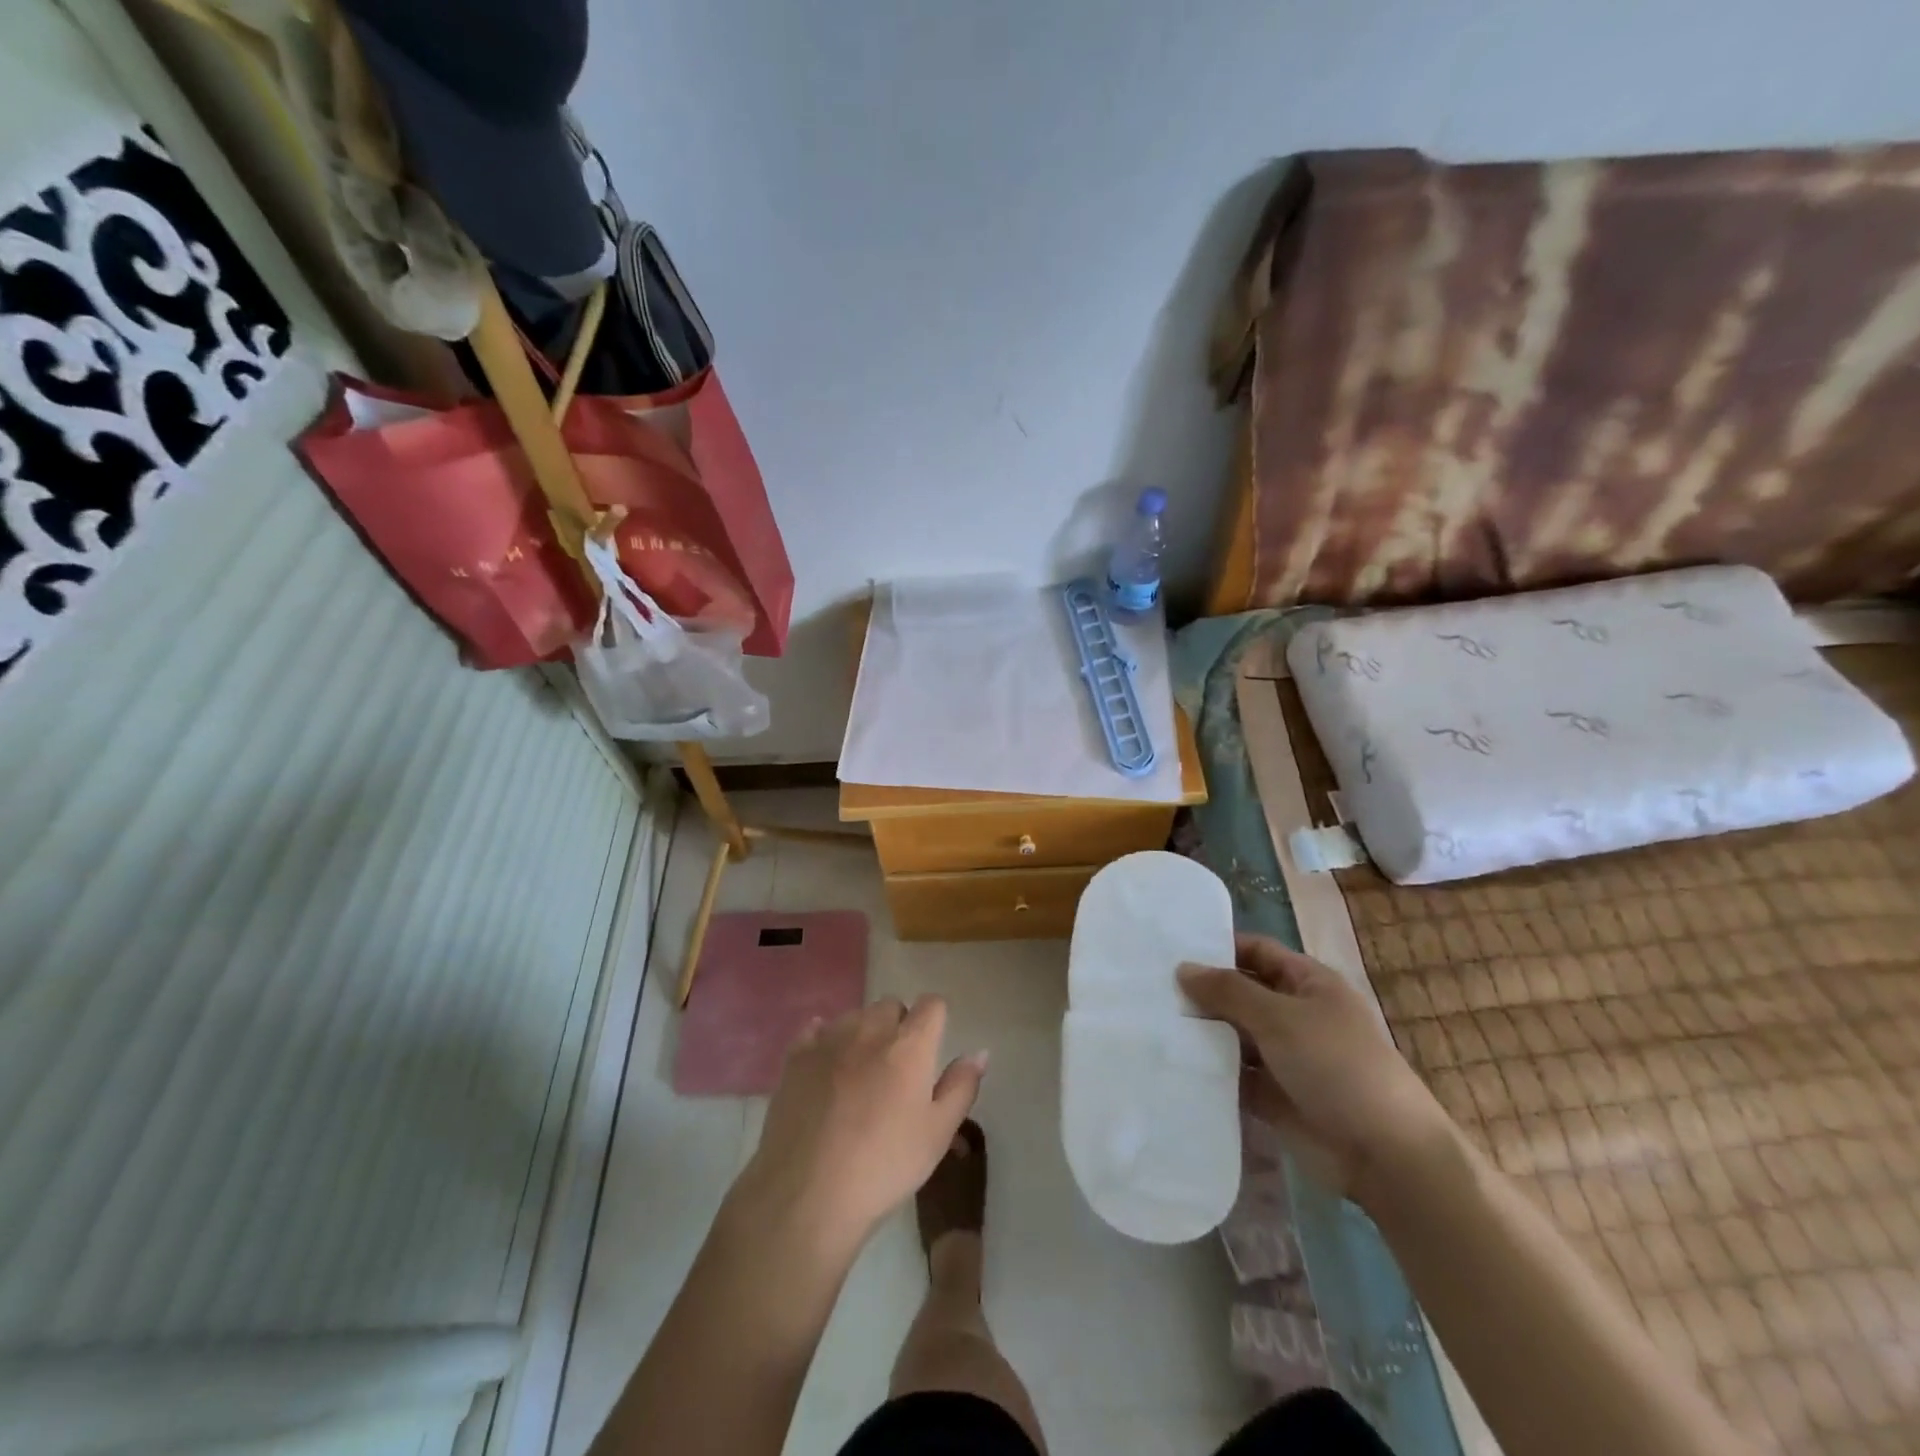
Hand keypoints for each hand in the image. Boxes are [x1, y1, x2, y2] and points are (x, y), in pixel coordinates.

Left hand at [730, 996, 986, 1256]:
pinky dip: (825, 1040)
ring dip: (863, 1033)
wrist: (807, 1194)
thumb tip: (979, 1052)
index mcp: (909, 1045)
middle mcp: (870, 1029)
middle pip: (891, 1006)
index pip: (932, 1005)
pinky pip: (816, 1030)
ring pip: (854, 1016)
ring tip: (860, 1074)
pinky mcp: (796, 1056)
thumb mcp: (937, 1134)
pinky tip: (826, 1066)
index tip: (932, 1049)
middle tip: (897, 1070)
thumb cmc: (884, 1166)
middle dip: (898, 1027)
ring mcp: (829, 1039)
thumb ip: (961, 1087)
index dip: (935, 1021)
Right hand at [1178, 934, 1455, 1207]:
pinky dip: (1209, 1070)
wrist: (1385, 1155)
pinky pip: (1234, 1074)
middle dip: (1202, 992)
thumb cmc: (1337, 1066)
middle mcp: (1294, 1014)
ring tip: (1151, 1023)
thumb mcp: (1280, 1017)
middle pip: (1241, 992)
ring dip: (1202, 1032)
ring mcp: (1284, 1056)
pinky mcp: (1273, 1094)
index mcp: (1307, 983)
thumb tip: (1182, 968)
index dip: (1219, 947)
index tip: (1171, 949)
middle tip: (1148, 987)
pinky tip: (1171, 1063)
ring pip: (1233, 1034)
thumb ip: (1229, 991)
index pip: (1256, 951)